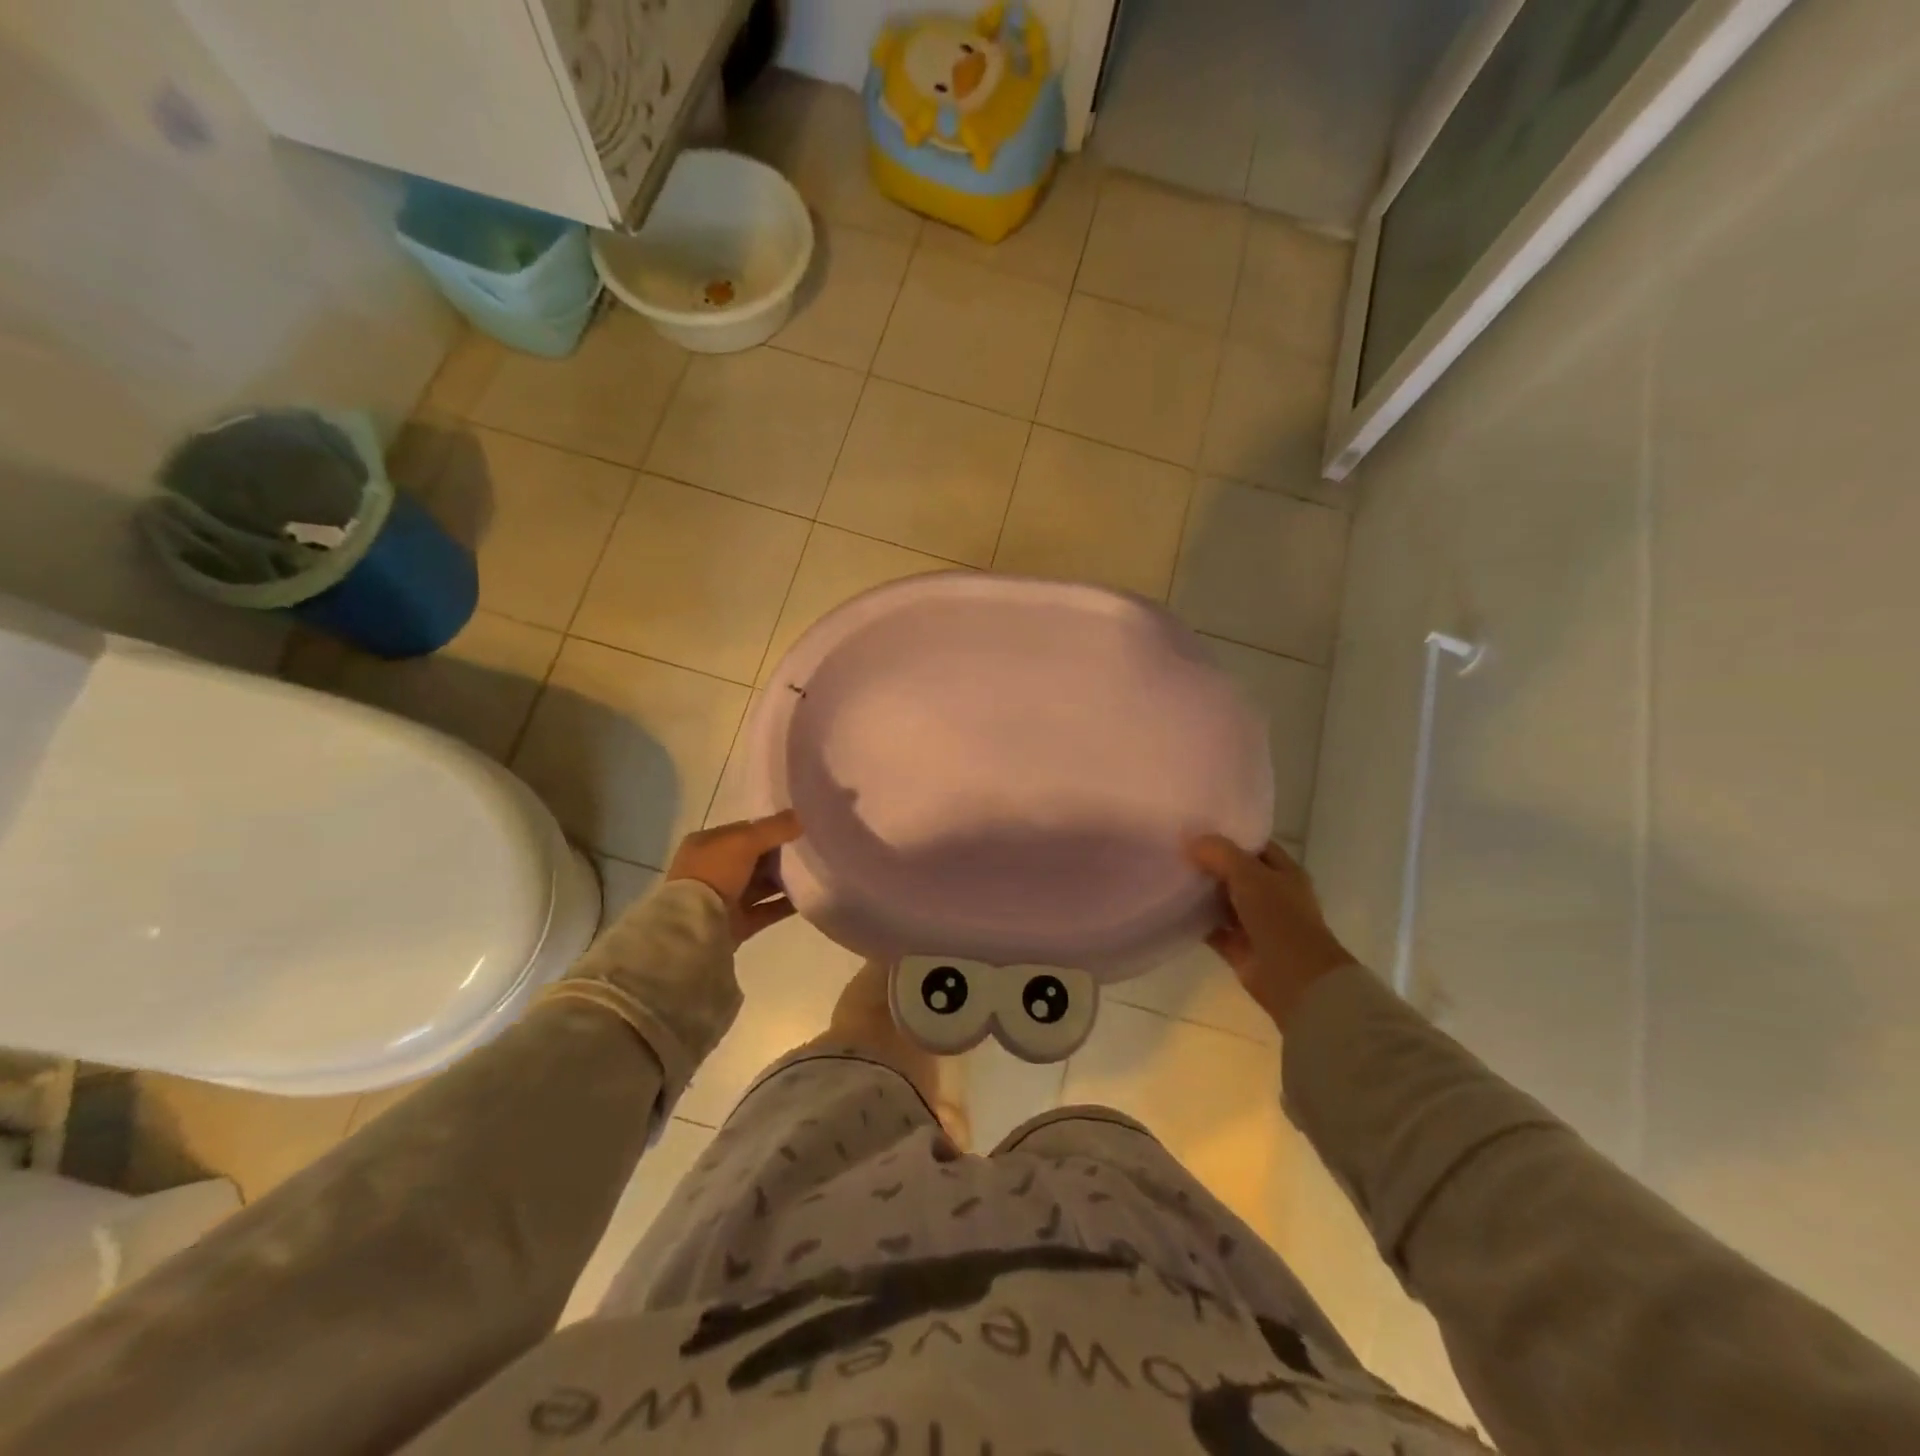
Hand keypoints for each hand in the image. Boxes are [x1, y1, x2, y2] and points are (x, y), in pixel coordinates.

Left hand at [667, 810, 802, 945]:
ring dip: (784, 880)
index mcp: (706, 844)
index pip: (743, 831)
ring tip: (814, 872)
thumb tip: (802, 816)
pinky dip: (785, 904)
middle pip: (754, 858)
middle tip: (810, 850)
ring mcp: (723, 899)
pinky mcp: (736, 923)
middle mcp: (713, 870)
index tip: (798, 829)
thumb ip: (775, 828)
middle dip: (780, 855)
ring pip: (760, 885)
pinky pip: (766, 910)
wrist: (695, 926)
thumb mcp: (745, 841)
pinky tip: (808, 896)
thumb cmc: (715, 873)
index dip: (770, 828)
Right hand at [1186, 836, 1357, 1031]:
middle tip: (1173, 848)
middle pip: (1235, 872)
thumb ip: (1220, 854)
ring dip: (1200, 891)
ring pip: (1222, 900)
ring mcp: (1255, 922)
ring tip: (1167, 873)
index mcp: (1284, 873)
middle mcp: (1271, 895)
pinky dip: (1195, 920)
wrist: (1295, 978)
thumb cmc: (1280, 918)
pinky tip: (1171, 907)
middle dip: (1208, 863)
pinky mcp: (1239, 947)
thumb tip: (1190, 840)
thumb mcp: (1250, 875)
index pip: (1254, 846)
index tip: (1195, 826)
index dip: (1228, 836)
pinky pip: (1212, 928)